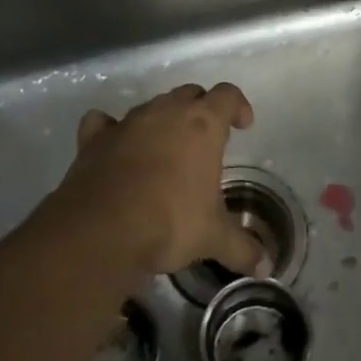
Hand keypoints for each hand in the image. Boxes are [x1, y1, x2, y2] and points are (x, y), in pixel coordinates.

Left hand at [47, 82, 265, 277]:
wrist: (102, 230)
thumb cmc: (170, 221)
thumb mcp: (212, 237)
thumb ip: (241, 247)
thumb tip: (265, 267)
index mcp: (202, 124)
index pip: (227, 95)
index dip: (238, 106)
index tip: (243, 126)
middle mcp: (166, 112)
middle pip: (189, 94)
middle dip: (200, 110)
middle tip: (205, 142)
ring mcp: (127, 122)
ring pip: (150, 106)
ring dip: (161, 121)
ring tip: (164, 151)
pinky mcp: (94, 140)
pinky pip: (103, 122)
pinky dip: (110, 130)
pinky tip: (114, 147)